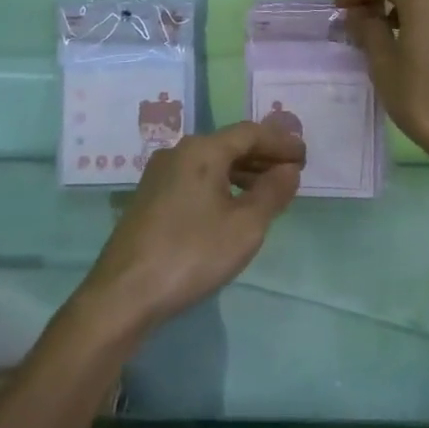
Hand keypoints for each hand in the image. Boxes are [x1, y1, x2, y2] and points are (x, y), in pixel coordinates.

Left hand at [78, 123, 303, 334]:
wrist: (124, 294)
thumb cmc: (191, 254)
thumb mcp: (245, 227)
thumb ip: (272, 193)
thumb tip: (288, 170)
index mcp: (202, 150)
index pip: (250, 133)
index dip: (280, 142)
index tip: (305, 156)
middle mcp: (179, 152)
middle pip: (229, 144)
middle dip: (263, 155)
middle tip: (292, 171)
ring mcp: (160, 174)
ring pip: (211, 162)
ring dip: (243, 171)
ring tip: (269, 190)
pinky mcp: (150, 197)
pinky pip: (196, 178)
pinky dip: (222, 184)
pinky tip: (233, 206)